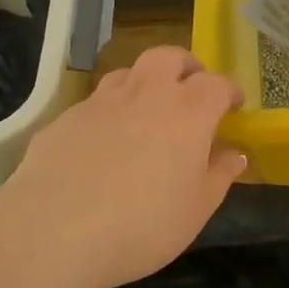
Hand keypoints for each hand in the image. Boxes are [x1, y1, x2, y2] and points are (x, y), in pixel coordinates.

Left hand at [0, 46, 246, 287]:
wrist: (55, 230)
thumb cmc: (143, 224)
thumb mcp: (196, 209)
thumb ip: (219, 175)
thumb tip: (234, 153)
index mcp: (188, 112)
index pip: (216, 84)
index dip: (229, 92)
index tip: (234, 106)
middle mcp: (147, 94)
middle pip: (169, 57)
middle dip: (186, 67)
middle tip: (191, 89)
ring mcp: (102, 102)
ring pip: (129, 72)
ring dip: (145, 83)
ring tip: (147, 110)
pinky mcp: (66, 118)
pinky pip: (96, 102)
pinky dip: (110, 111)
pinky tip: (104, 142)